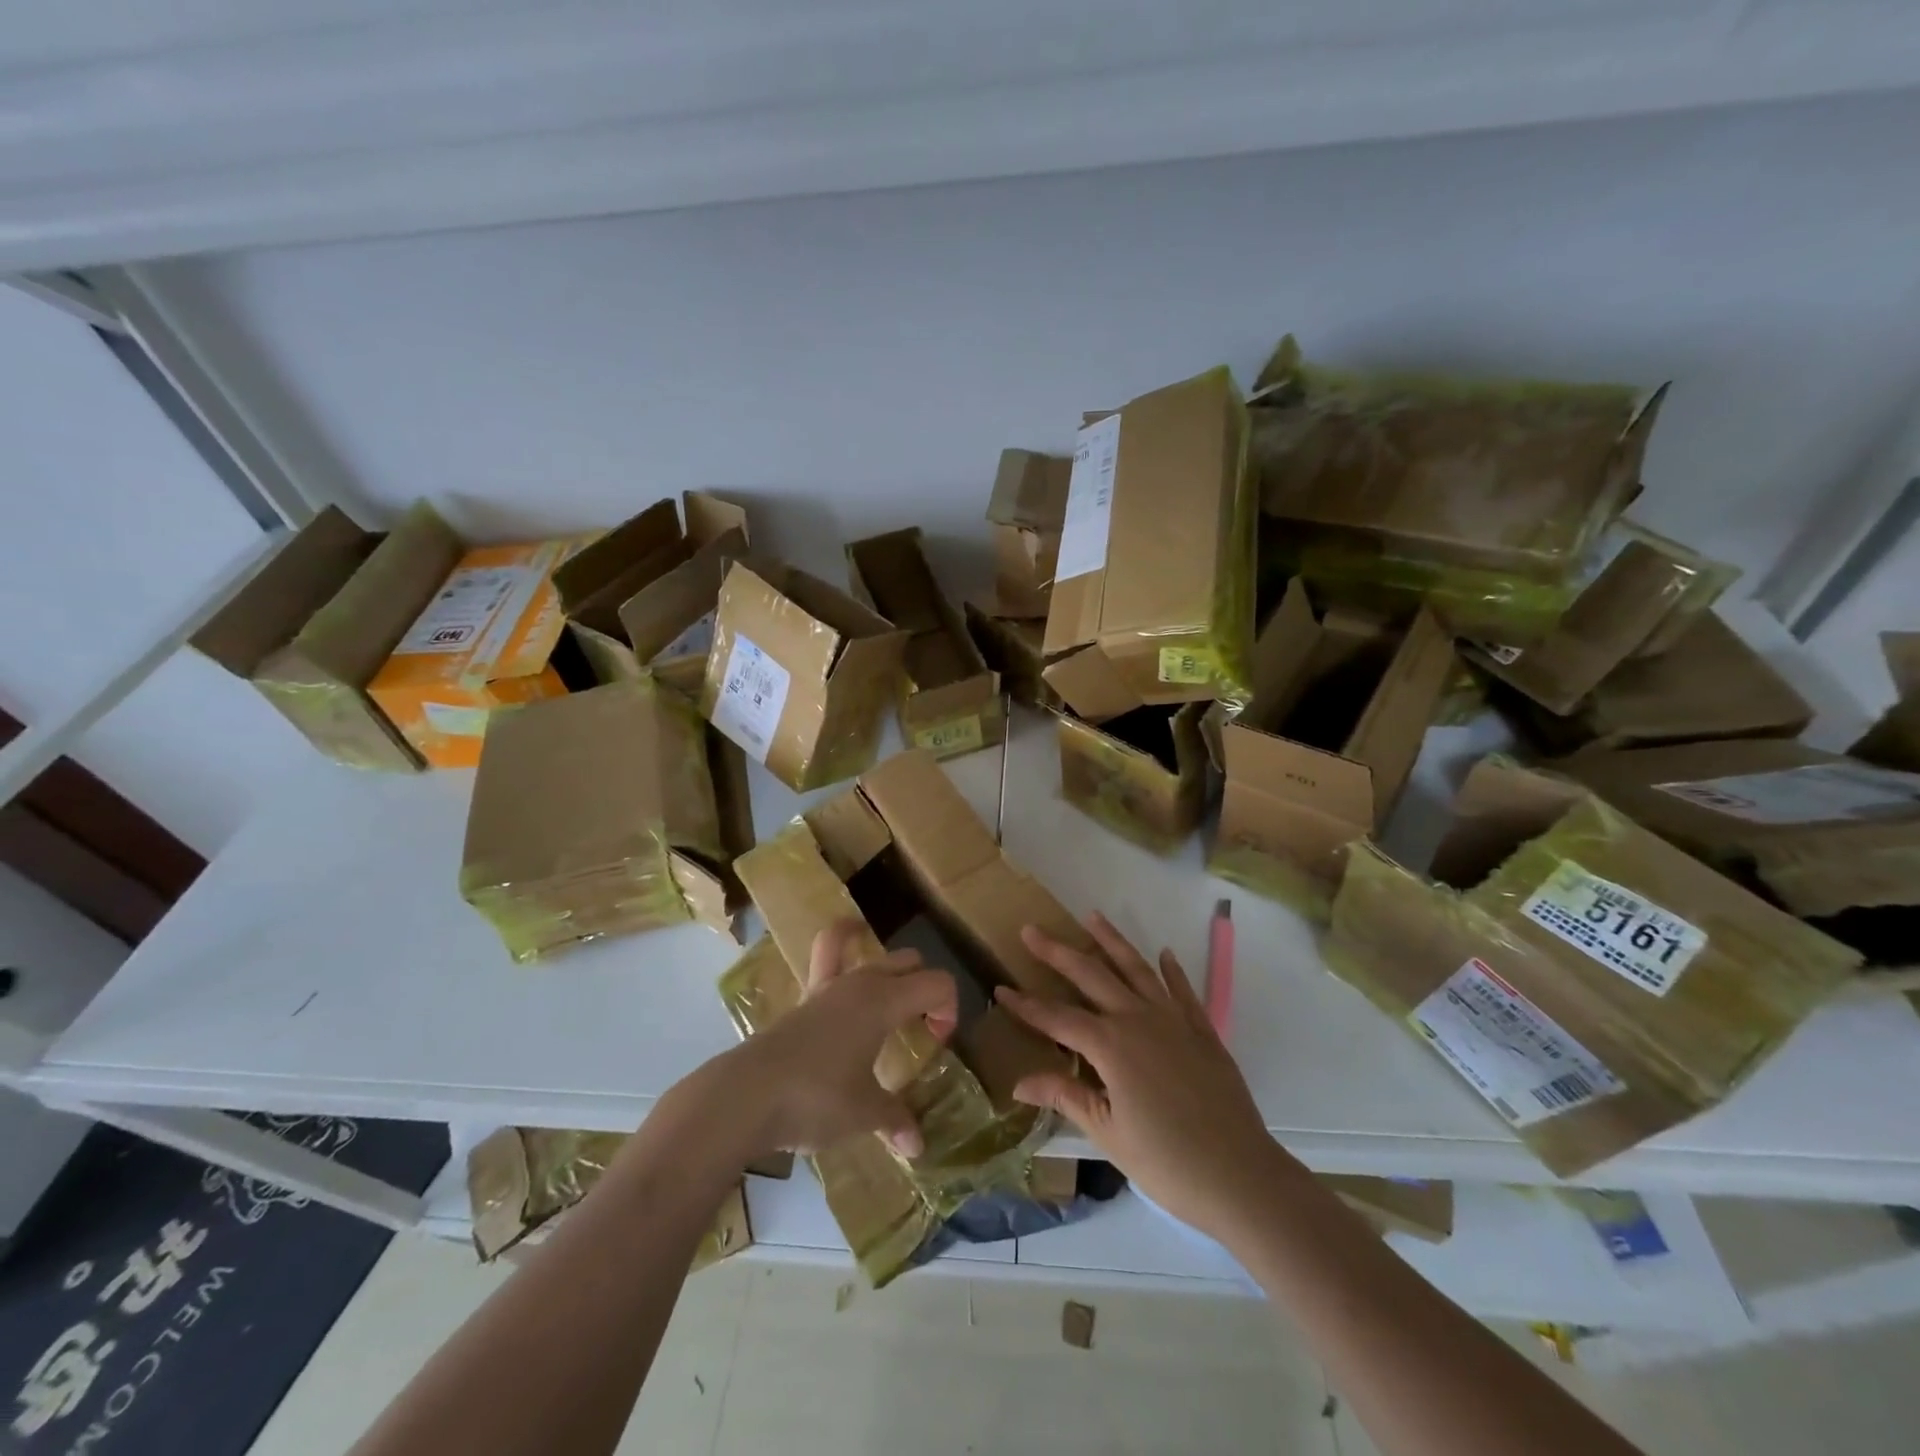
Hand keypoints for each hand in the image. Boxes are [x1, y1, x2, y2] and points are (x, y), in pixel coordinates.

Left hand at [727, 919, 957, 1159]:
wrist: (746, 1096)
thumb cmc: (816, 1099)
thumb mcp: (863, 1114)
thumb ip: (894, 1120)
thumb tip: (916, 1147)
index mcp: (884, 1001)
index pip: (937, 983)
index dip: (948, 1009)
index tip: (937, 1044)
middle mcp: (861, 983)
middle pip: (910, 962)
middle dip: (925, 989)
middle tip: (920, 1030)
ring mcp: (829, 986)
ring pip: (873, 954)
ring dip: (891, 971)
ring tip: (893, 1001)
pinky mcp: (804, 999)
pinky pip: (829, 954)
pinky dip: (844, 941)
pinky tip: (849, 942)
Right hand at [995, 912, 1277, 1242]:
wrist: (1239, 1174)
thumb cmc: (1165, 1161)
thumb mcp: (1107, 1133)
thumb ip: (1065, 1096)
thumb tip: (1018, 1081)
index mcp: (1110, 1045)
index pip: (1057, 1018)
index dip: (1026, 1006)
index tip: (1001, 989)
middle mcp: (1138, 1019)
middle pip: (1091, 975)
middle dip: (1058, 953)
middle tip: (1031, 930)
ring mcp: (1174, 1020)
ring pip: (1136, 969)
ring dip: (1112, 941)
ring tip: (1091, 917)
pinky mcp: (1202, 1031)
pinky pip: (1182, 990)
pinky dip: (1171, 970)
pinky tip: (1163, 954)